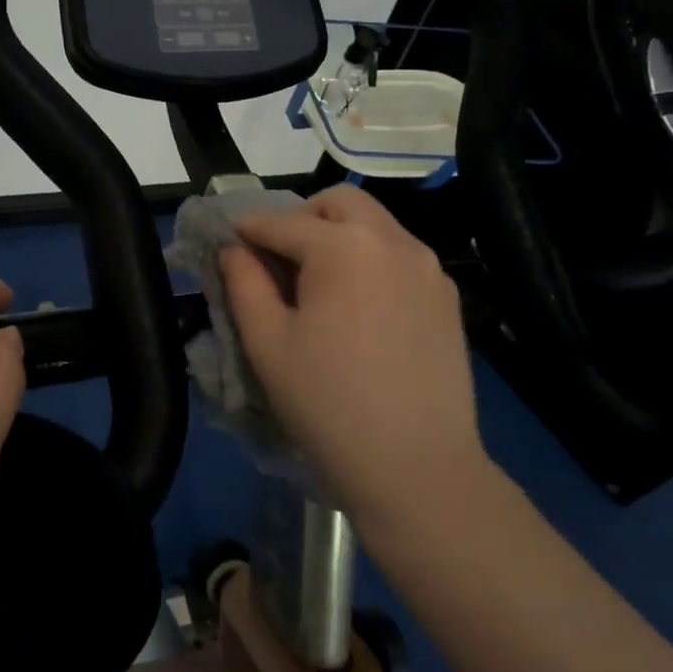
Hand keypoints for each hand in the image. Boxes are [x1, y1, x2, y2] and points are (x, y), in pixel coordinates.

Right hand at [221, 186, 486, 534]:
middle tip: (278, 261)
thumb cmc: (327, 403)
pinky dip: (369, 260)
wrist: (417, 469)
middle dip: (300, 218)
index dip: (245, 230)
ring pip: (374, 224)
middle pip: (337, 202)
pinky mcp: (447, 297)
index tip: (225, 244)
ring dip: (338, 236)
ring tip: (318, 286)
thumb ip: (243, 282)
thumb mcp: (267, 342)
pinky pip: (399, 256)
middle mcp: (392, 241)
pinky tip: (358, 308)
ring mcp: (428, 267)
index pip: (280, 221)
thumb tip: (233, 248)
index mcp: (343, 247)